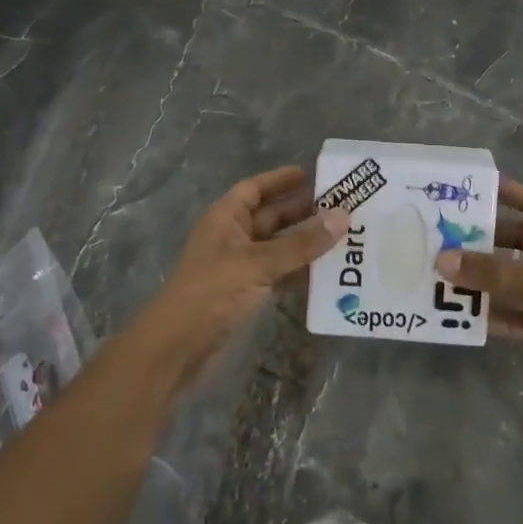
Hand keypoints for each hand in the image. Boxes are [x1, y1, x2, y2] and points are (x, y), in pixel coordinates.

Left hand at [128, 166, 348, 395]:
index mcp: (226, 218)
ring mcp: (240, 266)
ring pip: (279, 246)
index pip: (254, 188)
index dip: (280, 180)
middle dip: (303, 211)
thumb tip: (343, 217)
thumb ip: (301, 243)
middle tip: (343, 206)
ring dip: (306, 242)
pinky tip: (329, 270)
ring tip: (345, 235)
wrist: (177, 348)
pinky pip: (280, 272)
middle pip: (271, 216)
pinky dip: (301, 270)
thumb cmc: (212, 292)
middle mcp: (233, 237)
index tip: (314, 175)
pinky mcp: (248, 293)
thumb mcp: (258, 263)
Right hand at [438, 181, 522, 417]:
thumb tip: (443, 259)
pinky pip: (518, 312)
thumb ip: (489, 272)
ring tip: (447, 278)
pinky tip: (466, 316)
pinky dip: (497, 313)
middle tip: (447, 239)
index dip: (509, 193)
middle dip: (486, 242)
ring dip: (486, 281)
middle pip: (519, 241)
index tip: (475, 189)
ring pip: (514, 279)